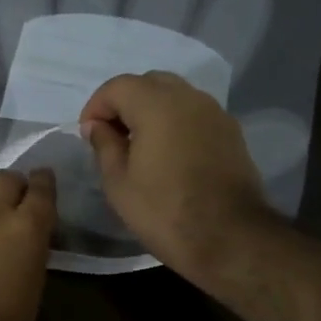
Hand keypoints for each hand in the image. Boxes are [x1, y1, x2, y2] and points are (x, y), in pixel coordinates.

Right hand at [79, 70, 275, 283]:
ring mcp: (215, 113)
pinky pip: (195, 114)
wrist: (230, 238)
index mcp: (156, 104)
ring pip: (175, 96)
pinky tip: (170, 154)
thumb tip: (97, 125)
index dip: (96, 107)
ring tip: (140, 146)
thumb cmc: (164, 211)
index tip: (88, 136)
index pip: (117, 87)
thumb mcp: (118, 182)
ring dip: (153, 111)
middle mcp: (189, 97)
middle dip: (126, 103)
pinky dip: (176, 122)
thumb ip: (104, 144)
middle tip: (113, 136)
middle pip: (149, 83)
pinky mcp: (231, 132)